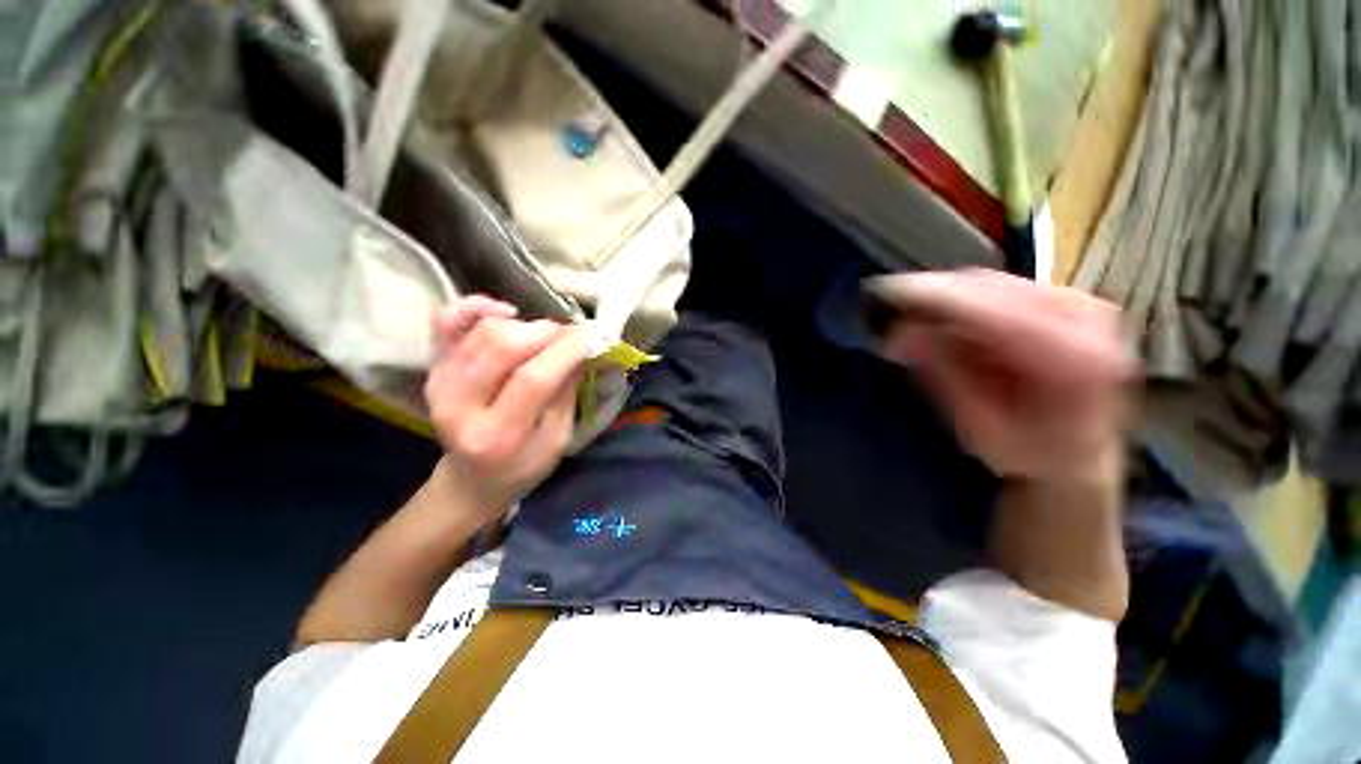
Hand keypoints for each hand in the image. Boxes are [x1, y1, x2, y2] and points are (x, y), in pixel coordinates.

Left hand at [424, 296, 588, 525]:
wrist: (472, 478)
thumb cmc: (523, 465)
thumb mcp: (558, 438)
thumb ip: (568, 391)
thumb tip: (588, 346)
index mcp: (497, 436)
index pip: (533, 379)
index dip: (567, 350)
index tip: (595, 335)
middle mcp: (458, 406)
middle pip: (503, 346)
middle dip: (548, 333)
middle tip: (574, 337)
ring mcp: (439, 382)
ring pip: (485, 331)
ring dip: (526, 325)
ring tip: (547, 338)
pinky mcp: (433, 367)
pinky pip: (446, 321)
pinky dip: (477, 307)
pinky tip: (507, 312)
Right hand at [871, 269, 1138, 483]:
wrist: (1081, 456)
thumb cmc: (1030, 454)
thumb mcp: (980, 427)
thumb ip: (945, 376)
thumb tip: (897, 334)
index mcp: (1075, 358)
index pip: (993, 310)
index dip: (936, 298)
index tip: (887, 293)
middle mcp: (1086, 318)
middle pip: (991, 287)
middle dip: (932, 293)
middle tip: (887, 303)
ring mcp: (1079, 304)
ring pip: (993, 282)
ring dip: (943, 294)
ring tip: (905, 310)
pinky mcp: (1064, 300)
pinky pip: (1000, 287)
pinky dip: (961, 297)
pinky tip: (936, 313)